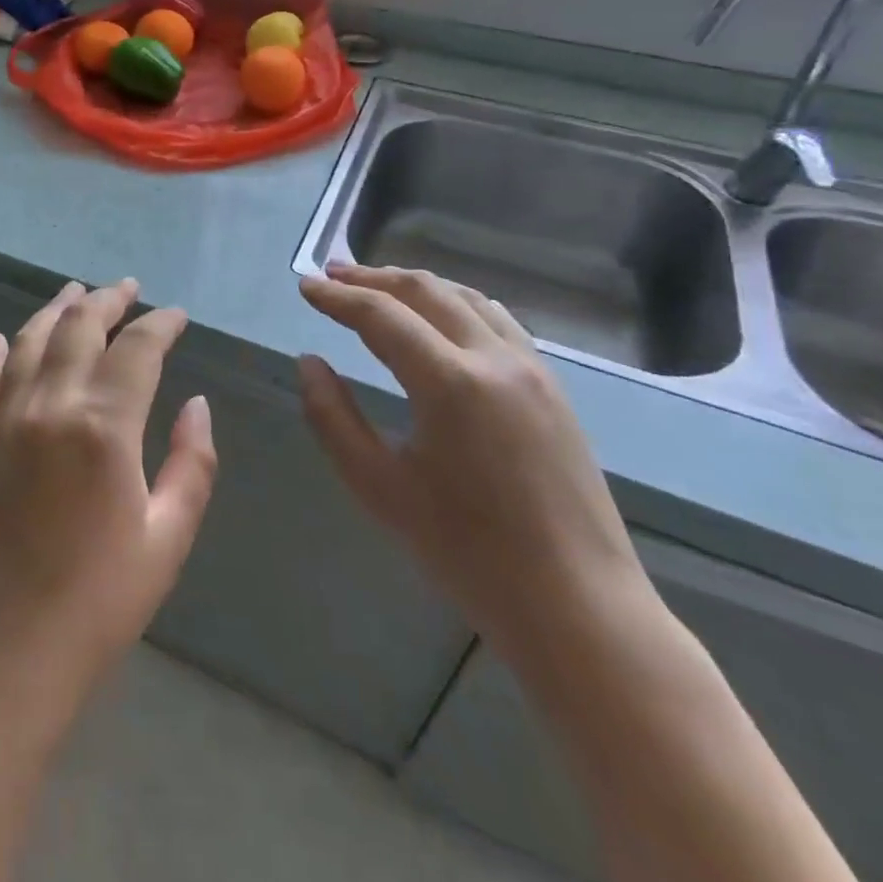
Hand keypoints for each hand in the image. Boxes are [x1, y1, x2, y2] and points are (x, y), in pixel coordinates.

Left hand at [0, 279, 217, 739]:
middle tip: (129, 288)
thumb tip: (197, 404)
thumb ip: (190, 464)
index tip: (177, 316)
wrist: (5, 649)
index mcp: (103, 426)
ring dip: (56, 309)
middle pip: (79, 327)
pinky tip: (0, 337)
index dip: (161, 324)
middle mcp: (50, 405)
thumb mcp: (167, 538)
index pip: (137, 349)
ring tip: (76, 291)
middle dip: (108, 301)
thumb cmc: (99, 601)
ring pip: (30, 341)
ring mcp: (6, 419)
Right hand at [298, 264, 651, 668]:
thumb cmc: (467, 552)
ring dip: (416, 285)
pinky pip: (497, 321)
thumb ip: (333, 417)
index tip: (305, 286)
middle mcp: (495, 359)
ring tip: (378, 285)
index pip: (380, 315)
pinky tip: (439, 317)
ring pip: (466, 298)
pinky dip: (455, 303)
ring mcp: (532, 370)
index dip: (337, 297)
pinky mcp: (552, 388)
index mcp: (450, 383)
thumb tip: (309, 362)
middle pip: (426, 291)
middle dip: (373, 278)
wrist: (577, 606)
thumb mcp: (379, 487)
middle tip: (332, 274)